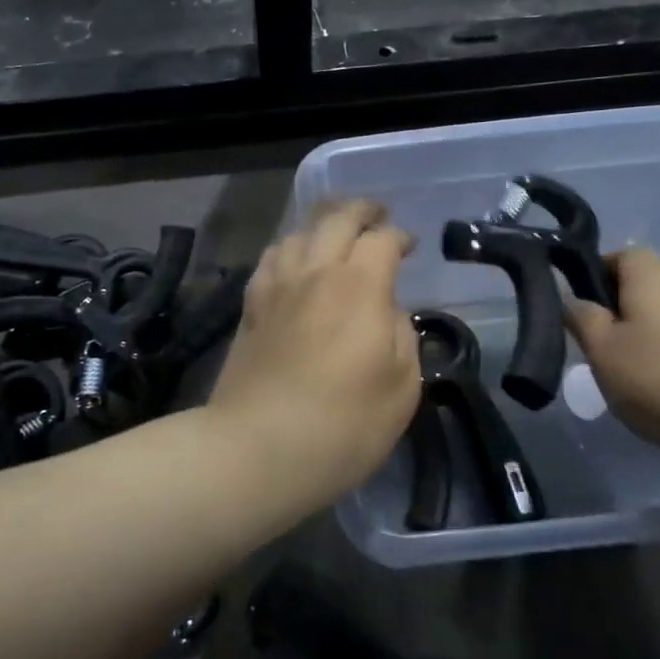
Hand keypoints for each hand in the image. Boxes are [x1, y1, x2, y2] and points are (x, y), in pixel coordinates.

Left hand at [207, 201, 421, 502]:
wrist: (258, 448)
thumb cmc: (343, 426)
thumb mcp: (402, 387)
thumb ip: (401, 336)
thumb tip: (387, 310)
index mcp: (359, 287)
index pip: (381, 240)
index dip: (399, 236)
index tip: (409, 247)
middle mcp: (315, 273)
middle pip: (336, 218)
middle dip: (362, 210)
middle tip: (377, 214)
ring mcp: (277, 287)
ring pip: (299, 232)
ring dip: (323, 224)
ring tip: (336, 232)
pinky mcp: (250, 306)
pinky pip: (271, 258)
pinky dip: (289, 247)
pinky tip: (293, 259)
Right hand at [564, 248, 659, 462]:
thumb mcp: (602, 349)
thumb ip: (581, 318)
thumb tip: (572, 299)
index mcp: (650, 277)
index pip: (619, 256)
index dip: (594, 275)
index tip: (577, 307)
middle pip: (639, 291)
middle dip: (613, 316)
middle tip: (592, 348)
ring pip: (658, 323)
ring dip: (637, 344)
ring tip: (620, 379)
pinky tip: (654, 397)